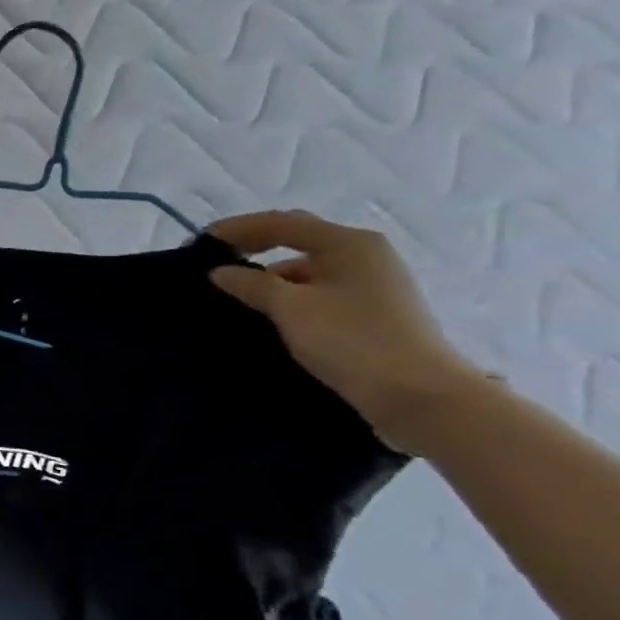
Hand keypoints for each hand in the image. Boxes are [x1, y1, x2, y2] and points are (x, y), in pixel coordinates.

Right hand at [208, 211, 483, 450]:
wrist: (418, 396)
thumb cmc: (352, 340)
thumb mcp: (291, 308)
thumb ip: (251, 284)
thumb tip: (220, 271)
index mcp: (349, 244)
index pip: (282, 223)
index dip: (238, 228)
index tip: (201, 242)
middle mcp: (365, 256)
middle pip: (299, 241)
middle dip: (255, 248)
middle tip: (216, 263)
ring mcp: (373, 285)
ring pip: (309, 269)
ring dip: (271, 276)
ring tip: (236, 295)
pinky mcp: (373, 312)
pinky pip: (319, 291)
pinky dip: (290, 296)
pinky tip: (269, 314)